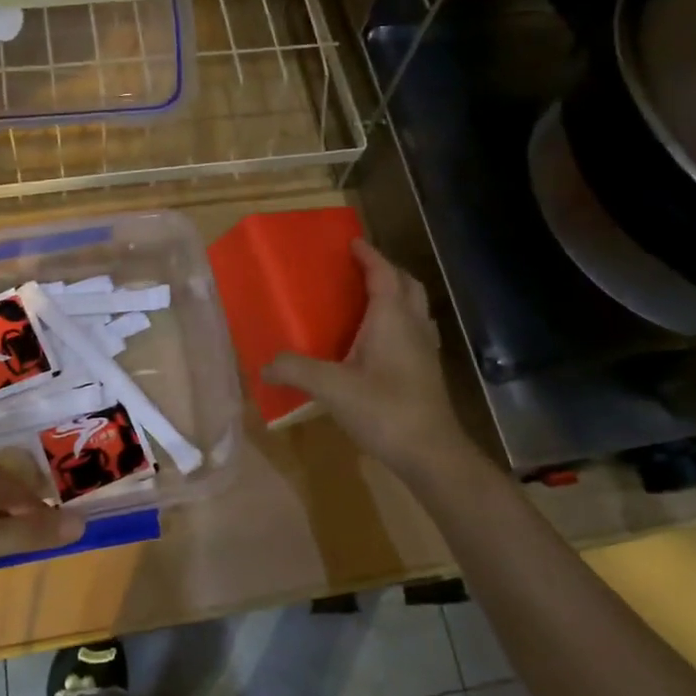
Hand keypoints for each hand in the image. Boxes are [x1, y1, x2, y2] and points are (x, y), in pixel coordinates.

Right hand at [264, 241, 467, 479]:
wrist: (431, 453)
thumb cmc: (384, 410)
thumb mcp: (332, 388)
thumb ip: (296, 371)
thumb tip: (264, 365)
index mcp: (392, 318)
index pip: (383, 273)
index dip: (369, 255)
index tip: (352, 242)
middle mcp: (413, 326)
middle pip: (407, 284)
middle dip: (386, 270)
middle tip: (360, 269)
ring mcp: (425, 349)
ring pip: (415, 308)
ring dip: (397, 295)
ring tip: (369, 300)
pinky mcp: (427, 371)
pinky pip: (415, 330)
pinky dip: (399, 321)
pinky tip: (380, 342)